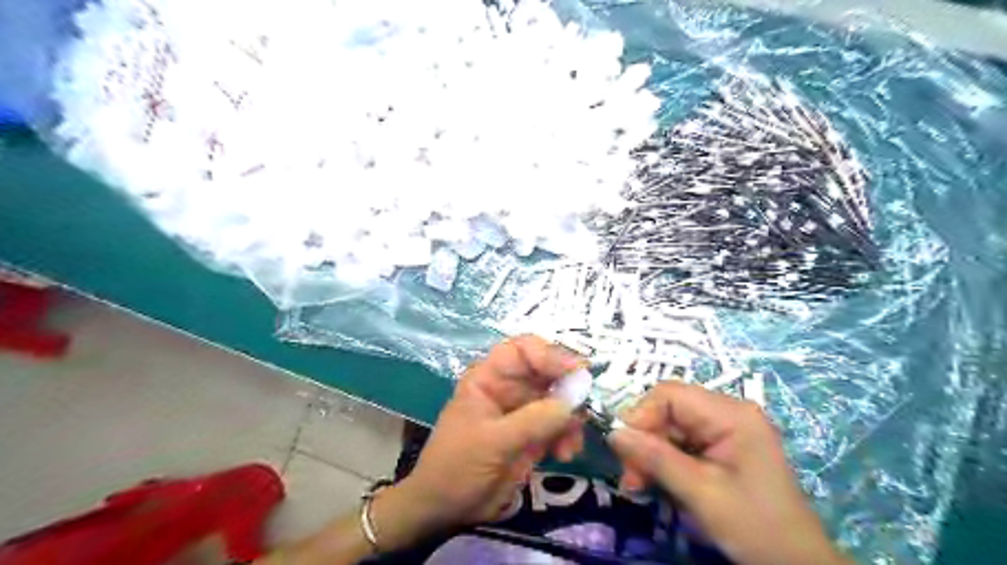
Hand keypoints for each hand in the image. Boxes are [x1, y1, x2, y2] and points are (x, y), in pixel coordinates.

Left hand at [370, 334, 587, 548]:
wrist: (445, 508)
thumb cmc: (457, 465)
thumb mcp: (493, 441)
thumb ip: (533, 420)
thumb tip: (573, 402)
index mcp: (490, 378)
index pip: (523, 350)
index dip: (550, 354)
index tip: (575, 372)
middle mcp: (509, 388)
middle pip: (547, 372)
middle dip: (568, 389)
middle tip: (585, 407)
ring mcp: (523, 411)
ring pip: (559, 400)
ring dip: (571, 419)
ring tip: (570, 445)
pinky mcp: (533, 435)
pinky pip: (560, 425)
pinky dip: (568, 436)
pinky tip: (565, 455)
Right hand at [606, 379, 847, 564]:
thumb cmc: (756, 527)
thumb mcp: (702, 493)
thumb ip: (657, 459)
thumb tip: (613, 432)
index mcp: (731, 414)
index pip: (670, 394)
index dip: (641, 414)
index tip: (623, 447)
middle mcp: (727, 412)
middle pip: (668, 410)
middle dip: (643, 438)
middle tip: (629, 474)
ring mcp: (724, 430)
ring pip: (669, 427)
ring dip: (649, 453)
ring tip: (636, 484)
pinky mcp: (720, 448)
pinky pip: (679, 443)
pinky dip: (662, 461)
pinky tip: (651, 482)